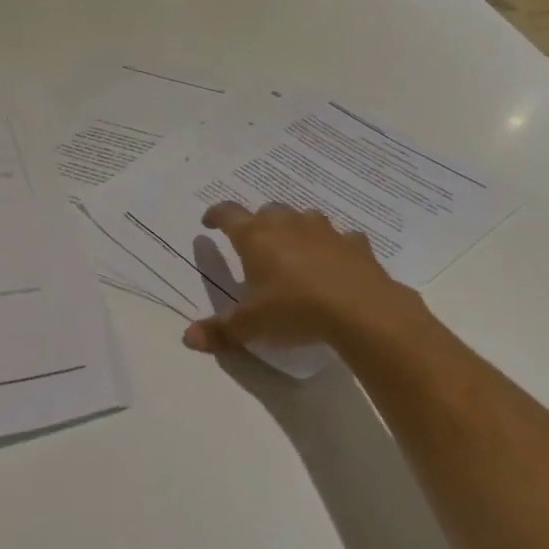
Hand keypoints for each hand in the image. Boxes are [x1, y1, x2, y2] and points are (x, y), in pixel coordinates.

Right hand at [181, 202, 426, 356]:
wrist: (361, 310)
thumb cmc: (295, 309)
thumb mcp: (251, 325)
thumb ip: (220, 330)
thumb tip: (188, 337)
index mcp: (255, 237)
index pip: (228, 214)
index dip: (216, 215)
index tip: (209, 223)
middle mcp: (287, 225)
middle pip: (267, 211)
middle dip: (258, 223)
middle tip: (254, 244)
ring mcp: (324, 231)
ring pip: (304, 218)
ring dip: (295, 229)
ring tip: (293, 249)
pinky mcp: (355, 244)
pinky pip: (340, 238)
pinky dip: (333, 247)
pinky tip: (335, 263)